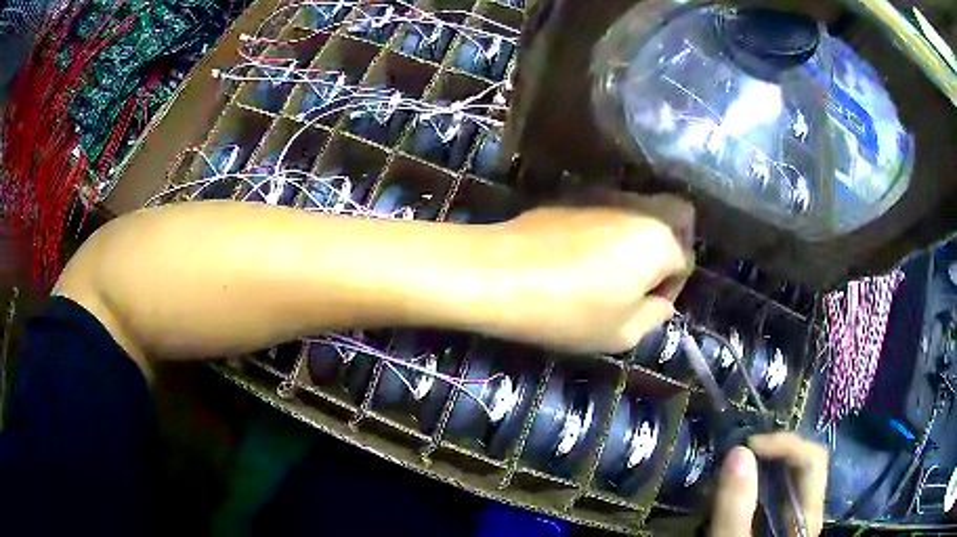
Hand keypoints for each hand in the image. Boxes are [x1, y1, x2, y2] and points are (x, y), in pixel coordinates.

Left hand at [497, 193, 693, 353]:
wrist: (498, 273)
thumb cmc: (568, 310)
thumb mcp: (622, 332)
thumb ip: (655, 315)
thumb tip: (660, 301)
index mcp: (660, 239)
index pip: (685, 261)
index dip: (672, 288)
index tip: (647, 305)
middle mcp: (639, 207)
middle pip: (677, 215)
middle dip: (672, 245)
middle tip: (645, 277)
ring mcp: (605, 195)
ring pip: (642, 209)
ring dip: (640, 236)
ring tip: (612, 269)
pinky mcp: (573, 195)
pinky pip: (609, 209)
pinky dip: (611, 228)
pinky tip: (584, 253)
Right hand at [710, 432, 828, 536]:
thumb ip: (736, 509)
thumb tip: (738, 452)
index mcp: (807, 518)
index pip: (812, 461)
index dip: (785, 445)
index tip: (746, 448)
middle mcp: (807, 513)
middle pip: (802, 465)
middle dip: (769, 455)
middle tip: (734, 458)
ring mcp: (793, 520)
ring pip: (787, 479)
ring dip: (758, 470)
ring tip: (724, 478)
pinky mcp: (777, 527)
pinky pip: (772, 496)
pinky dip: (751, 487)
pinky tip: (728, 496)